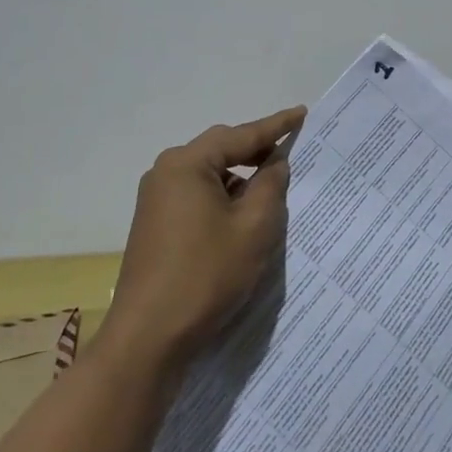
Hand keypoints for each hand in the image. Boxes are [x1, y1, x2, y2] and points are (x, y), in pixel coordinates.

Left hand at [100, 105, 306, 370]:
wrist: (148, 338)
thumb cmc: (206, 275)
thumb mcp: (254, 228)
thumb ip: (271, 186)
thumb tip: (275, 163)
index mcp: (187, 164)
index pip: (241, 136)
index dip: (275, 126)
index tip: (302, 113)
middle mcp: (166, 172)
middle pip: (221, 150)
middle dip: (256, 151)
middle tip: (291, 152)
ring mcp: (156, 199)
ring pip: (209, 174)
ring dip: (240, 178)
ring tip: (272, 188)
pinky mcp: (155, 224)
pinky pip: (197, 195)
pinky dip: (223, 198)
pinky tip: (243, 215)